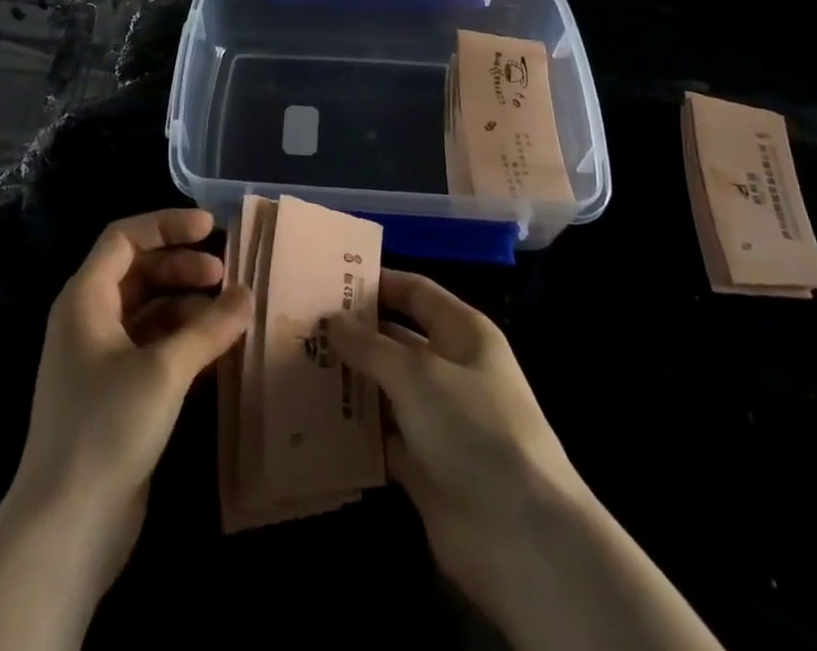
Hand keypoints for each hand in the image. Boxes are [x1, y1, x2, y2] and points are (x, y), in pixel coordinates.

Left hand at [10, 208, 249, 583]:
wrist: (65, 528)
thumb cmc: (106, 428)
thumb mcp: (163, 370)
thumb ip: (209, 328)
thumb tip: (248, 295)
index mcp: (85, 299)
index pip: (125, 238)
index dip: (167, 225)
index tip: (211, 228)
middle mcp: (88, 321)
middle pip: (139, 273)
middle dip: (183, 268)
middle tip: (226, 276)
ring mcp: (100, 361)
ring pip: (149, 313)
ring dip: (189, 309)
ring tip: (230, 317)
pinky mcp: (115, 396)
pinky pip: (153, 350)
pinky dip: (184, 344)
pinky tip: (218, 356)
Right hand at [329, 272, 590, 628]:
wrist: (520, 536)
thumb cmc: (473, 429)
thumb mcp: (417, 374)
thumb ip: (370, 346)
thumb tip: (332, 320)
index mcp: (463, 334)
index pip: (416, 293)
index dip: (378, 283)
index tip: (330, 279)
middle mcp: (452, 370)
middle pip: (396, 342)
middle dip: (354, 335)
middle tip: (302, 326)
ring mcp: (439, 420)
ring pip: (386, 391)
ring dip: (350, 383)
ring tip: (297, 368)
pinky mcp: (425, 466)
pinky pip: (383, 439)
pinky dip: (355, 432)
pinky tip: (315, 421)